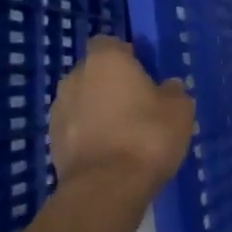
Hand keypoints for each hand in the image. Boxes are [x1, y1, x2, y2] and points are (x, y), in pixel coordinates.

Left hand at [49, 36, 194, 197]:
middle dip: (112, 84)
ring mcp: (59, 109)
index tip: (144, 72)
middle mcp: (75, 77)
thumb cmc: (147, 136)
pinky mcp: (52, 140)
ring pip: (83, 100)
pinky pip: (76, 127)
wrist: (106, 187)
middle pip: (95, 72)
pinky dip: (89, 133)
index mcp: (106, 61)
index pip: (110, 43)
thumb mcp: (180, 110)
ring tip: (125, 132)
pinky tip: (111, 151)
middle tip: (139, 104)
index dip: (127, 55)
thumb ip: (174, 92)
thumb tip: (169, 87)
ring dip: (99, 109)